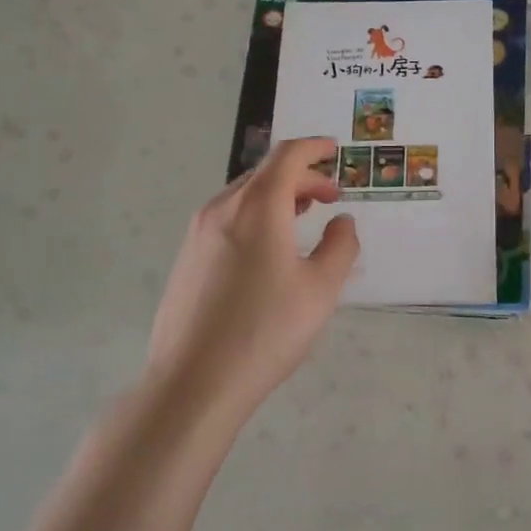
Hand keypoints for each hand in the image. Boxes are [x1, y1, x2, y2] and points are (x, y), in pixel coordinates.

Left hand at [146, 137, 357, 409]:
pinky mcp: (188, 258)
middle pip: (265, 174)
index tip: (335, 150)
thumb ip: (340, 246)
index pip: (288, 156)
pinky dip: (256, 216)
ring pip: (244, 196)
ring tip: (302, 218)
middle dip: (301, 178)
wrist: (194, 382)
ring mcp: (198, 233)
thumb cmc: (266, 330)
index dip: (314, 149)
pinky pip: (228, 219)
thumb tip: (342, 222)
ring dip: (278, 197)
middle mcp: (223, 209)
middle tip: (331, 198)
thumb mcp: (321, 289)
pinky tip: (269, 248)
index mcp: (258, 207)